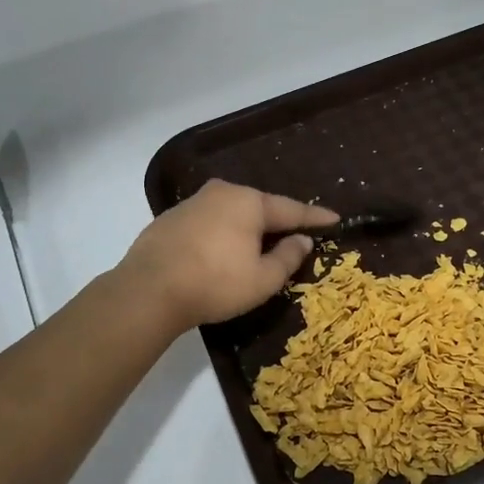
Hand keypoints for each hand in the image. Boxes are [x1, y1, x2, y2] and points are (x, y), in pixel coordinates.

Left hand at [119, 180, 338, 331]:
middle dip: (279, 221)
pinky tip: (223, 252)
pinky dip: (223, 234)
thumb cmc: (215, 283)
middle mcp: (222, 193)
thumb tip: (302, 240)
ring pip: (232, 213)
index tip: (335, 219)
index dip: (315, 218)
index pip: (292, 210)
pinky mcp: (170, 219)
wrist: (148, 290)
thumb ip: (288, 257)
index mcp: (249, 202)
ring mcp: (192, 203)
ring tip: (260, 245)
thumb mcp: (263, 279)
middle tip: (297, 234)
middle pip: (260, 207)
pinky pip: (210, 223)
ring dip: (248, 228)